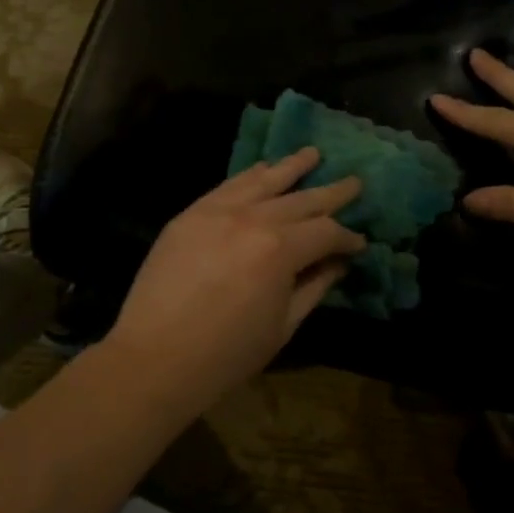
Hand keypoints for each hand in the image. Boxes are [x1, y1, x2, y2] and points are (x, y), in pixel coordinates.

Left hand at [107, 148, 365, 399]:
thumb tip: (338, 263)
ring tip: (313, 153)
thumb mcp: (282, 326)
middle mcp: (251, 218)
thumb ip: (314, 287)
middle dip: (332, 192)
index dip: (347, 238)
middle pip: (300, 199)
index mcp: (279, 250)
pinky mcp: (190, 214)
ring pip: (263, 181)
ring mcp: (217, 212)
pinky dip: (249, 175)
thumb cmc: (227, 354)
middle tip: (355, 182)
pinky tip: (263, 169)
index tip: (360, 244)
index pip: (325, 232)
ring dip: (291, 166)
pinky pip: (227, 186)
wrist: (154, 359)